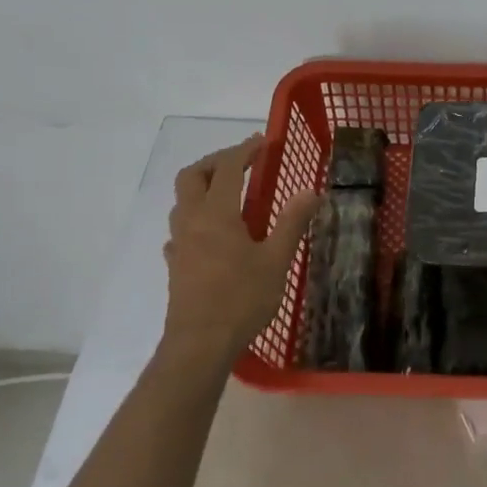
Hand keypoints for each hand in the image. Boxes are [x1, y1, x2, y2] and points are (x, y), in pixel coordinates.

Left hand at [163, 135, 318, 351]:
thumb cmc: (241, 299)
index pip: (228, 169)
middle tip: (242, 162)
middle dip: (216, 161)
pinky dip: (196, 217)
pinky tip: (212, 233)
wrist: (199, 344)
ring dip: (202, 186)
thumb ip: (292, 222)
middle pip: (192, 176)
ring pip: (182, 200)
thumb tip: (310, 191)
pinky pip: (180, 228)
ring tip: (230, 194)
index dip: (245, 151)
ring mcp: (179, 243)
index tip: (264, 142)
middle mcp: (191, 221)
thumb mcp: (276, 260)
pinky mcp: (175, 264)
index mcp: (217, 214)